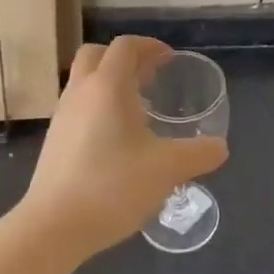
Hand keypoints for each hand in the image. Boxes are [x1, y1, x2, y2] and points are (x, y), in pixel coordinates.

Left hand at [18, 35, 226, 258]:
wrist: (53, 227)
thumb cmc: (112, 186)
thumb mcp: (167, 169)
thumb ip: (199, 154)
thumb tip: (220, 147)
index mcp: (107, 86)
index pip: (125, 46)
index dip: (149, 46)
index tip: (169, 59)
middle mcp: (80, 92)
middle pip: (96, 54)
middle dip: (124, 58)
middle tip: (149, 76)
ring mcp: (62, 116)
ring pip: (84, 81)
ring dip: (109, 83)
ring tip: (137, 109)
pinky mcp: (53, 140)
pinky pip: (77, 106)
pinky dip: (97, 107)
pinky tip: (116, 139)